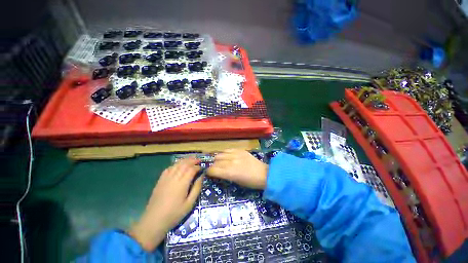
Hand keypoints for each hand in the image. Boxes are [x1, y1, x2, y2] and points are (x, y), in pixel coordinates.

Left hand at [129, 158, 202, 250]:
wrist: (154, 221)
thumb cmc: (174, 214)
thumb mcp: (190, 204)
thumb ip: (197, 188)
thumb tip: (201, 176)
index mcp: (182, 184)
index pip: (191, 169)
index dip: (198, 167)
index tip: (202, 167)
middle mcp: (174, 178)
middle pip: (184, 164)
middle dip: (192, 160)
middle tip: (199, 160)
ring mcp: (166, 178)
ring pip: (177, 164)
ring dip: (185, 160)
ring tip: (191, 160)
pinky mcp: (160, 180)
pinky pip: (169, 168)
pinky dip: (175, 164)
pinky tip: (178, 165)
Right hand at [207, 149, 267, 188]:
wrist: (264, 174)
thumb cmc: (250, 182)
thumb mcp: (236, 182)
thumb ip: (225, 176)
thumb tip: (217, 172)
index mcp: (229, 173)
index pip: (213, 170)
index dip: (209, 172)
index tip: (209, 173)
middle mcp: (231, 162)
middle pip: (215, 161)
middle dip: (213, 165)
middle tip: (215, 168)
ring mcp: (236, 154)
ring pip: (220, 154)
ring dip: (218, 158)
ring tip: (220, 161)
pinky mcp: (240, 150)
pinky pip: (228, 149)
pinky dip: (225, 153)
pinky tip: (226, 156)